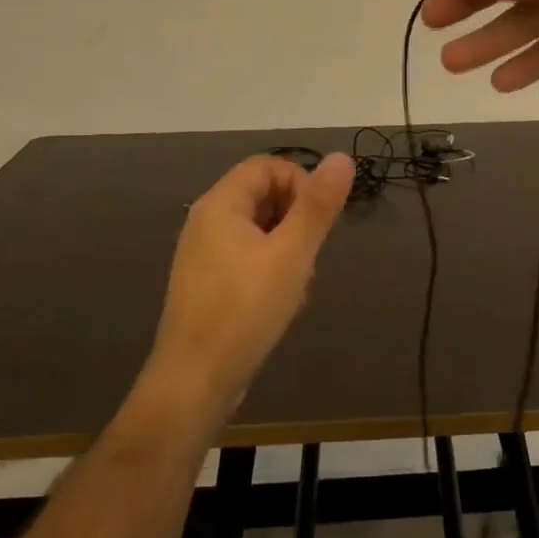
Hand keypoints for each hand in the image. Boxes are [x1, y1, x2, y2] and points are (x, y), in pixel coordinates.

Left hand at [148, 153, 354, 422]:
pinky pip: (249, 260)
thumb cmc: (245, 310)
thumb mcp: (291, 254)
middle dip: (297, 222)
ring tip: (297, 287)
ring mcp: (205, 255)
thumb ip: (318, 206)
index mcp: (220, 205)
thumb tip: (343, 157)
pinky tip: (282, 304)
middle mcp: (207, 222)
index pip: (268, 166)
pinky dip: (272, 272)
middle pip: (264, 197)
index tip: (320, 220)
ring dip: (289, 252)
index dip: (301, 182)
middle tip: (310, 257)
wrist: (195, 380)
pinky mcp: (210, 284)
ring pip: (261, 232)